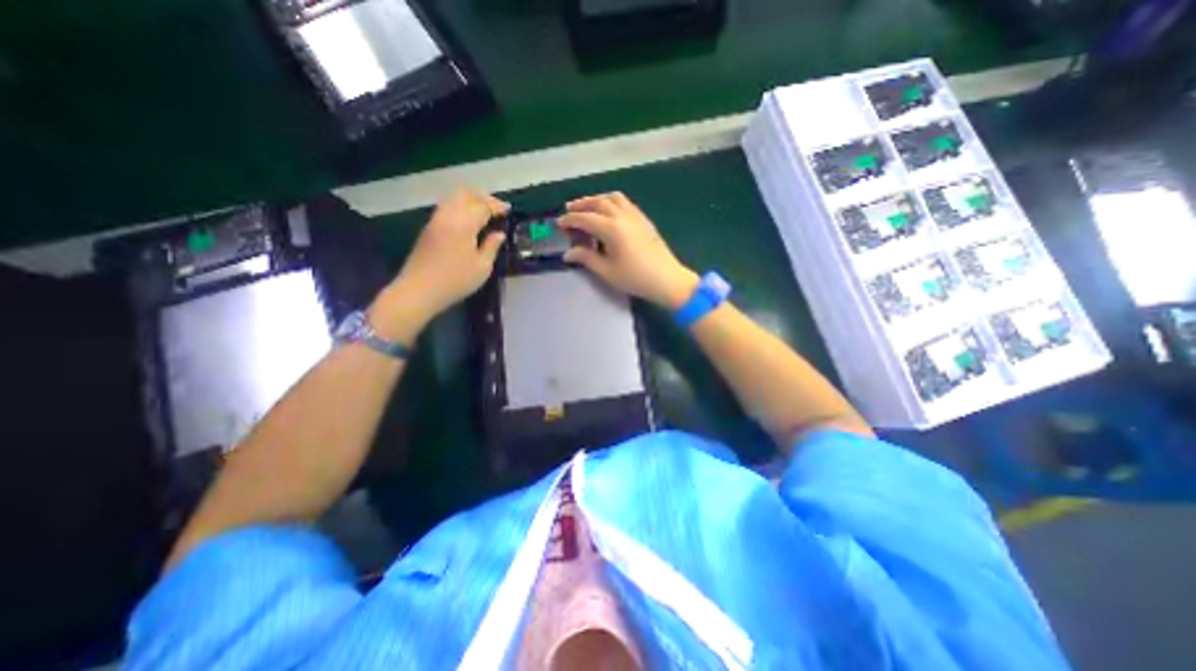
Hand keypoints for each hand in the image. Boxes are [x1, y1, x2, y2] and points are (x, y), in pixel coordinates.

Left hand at [374, 188, 505, 341]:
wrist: (419, 289)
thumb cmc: (456, 280)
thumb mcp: (482, 267)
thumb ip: (492, 246)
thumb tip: (499, 234)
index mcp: (464, 224)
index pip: (483, 206)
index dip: (497, 206)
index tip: (508, 210)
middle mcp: (448, 215)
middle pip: (465, 194)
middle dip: (482, 197)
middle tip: (496, 208)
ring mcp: (435, 220)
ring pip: (453, 198)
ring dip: (470, 201)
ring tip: (483, 213)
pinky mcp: (428, 228)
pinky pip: (446, 208)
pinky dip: (460, 207)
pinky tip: (468, 221)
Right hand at [561, 191, 702, 304]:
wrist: (667, 280)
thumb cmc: (635, 278)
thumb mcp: (607, 271)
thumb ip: (586, 259)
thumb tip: (568, 254)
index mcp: (612, 229)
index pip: (585, 218)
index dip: (570, 220)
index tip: (559, 223)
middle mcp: (623, 216)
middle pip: (599, 202)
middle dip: (582, 204)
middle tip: (569, 209)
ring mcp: (636, 216)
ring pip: (614, 198)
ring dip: (598, 199)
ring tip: (589, 207)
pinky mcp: (644, 220)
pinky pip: (625, 203)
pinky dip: (612, 202)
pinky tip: (610, 213)